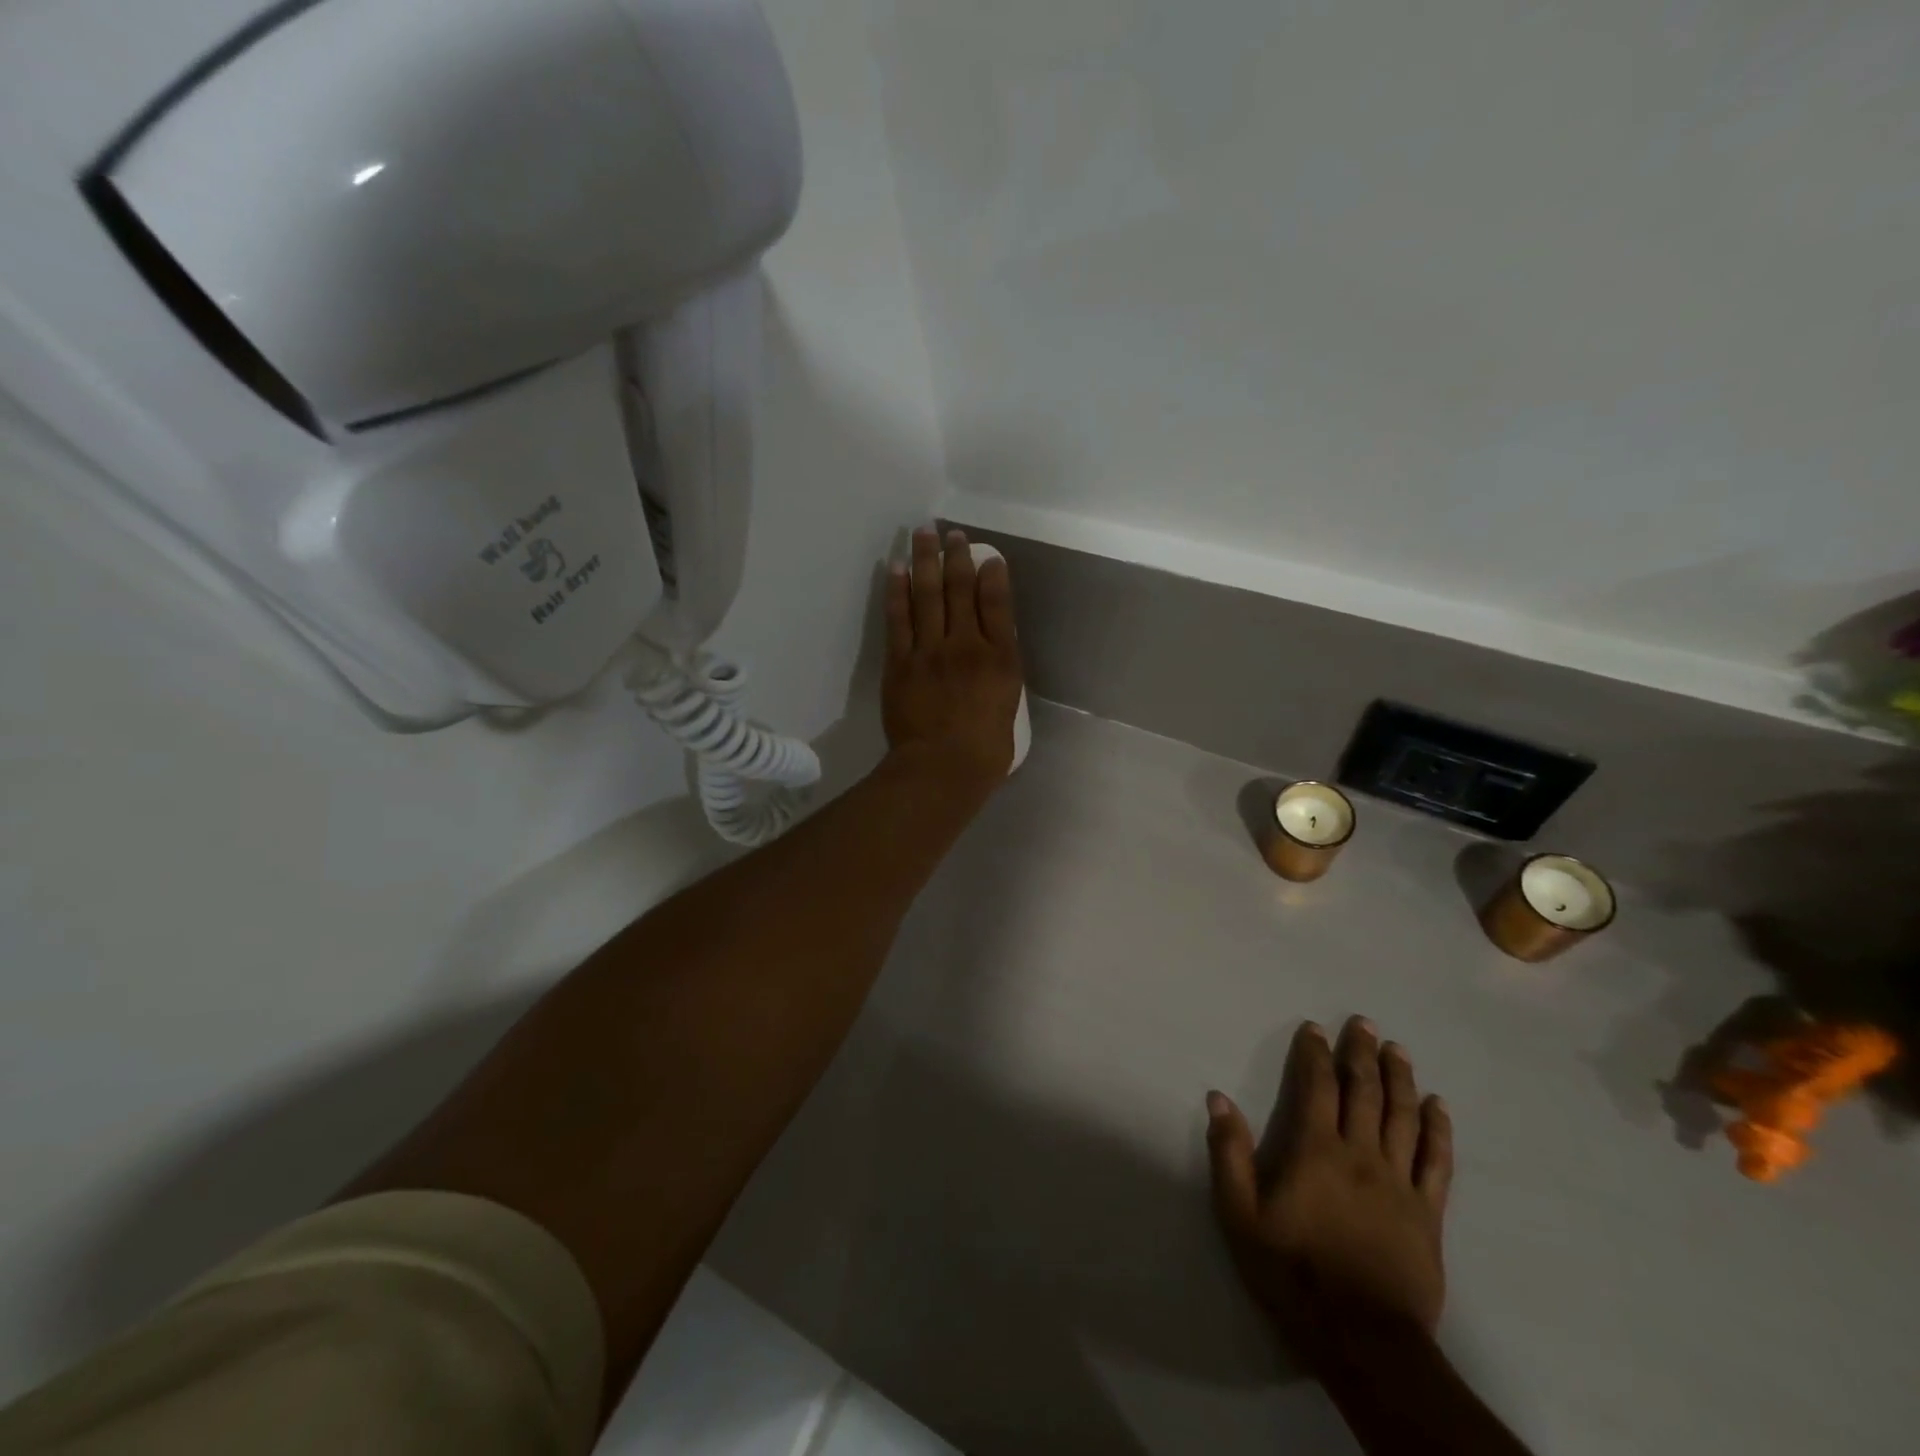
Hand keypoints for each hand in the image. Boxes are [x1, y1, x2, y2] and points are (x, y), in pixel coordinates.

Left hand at [883, 527, 1024, 787]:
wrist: (942, 768)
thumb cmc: (984, 751)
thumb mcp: (1008, 707)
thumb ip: (1000, 674)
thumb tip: (990, 652)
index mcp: (1000, 659)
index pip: (998, 605)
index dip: (992, 576)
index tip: (988, 556)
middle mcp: (967, 645)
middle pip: (961, 591)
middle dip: (956, 557)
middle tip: (950, 533)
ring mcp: (931, 651)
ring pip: (928, 595)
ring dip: (926, 561)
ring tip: (923, 534)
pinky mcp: (901, 662)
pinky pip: (898, 618)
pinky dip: (897, 591)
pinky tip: (896, 569)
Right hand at [1207, 1017, 1453, 1367]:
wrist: (1365, 1342)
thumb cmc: (1294, 1274)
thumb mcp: (1241, 1217)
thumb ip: (1229, 1154)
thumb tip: (1218, 1097)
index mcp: (1316, 1151)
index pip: (1317, 1087)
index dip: (1315, 1054)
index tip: (1315, 1028)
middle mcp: (1361, 1155)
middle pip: (1365, 1092)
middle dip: (1361, 1053)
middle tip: (1363, 1023)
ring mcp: (1399, 1183)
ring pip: (1403, 1117)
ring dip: (1400, 1078)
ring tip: (1397, 1049)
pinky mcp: (1428, 1213)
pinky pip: (1438, 1162)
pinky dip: (1439, 1130)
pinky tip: (1439, 1106)